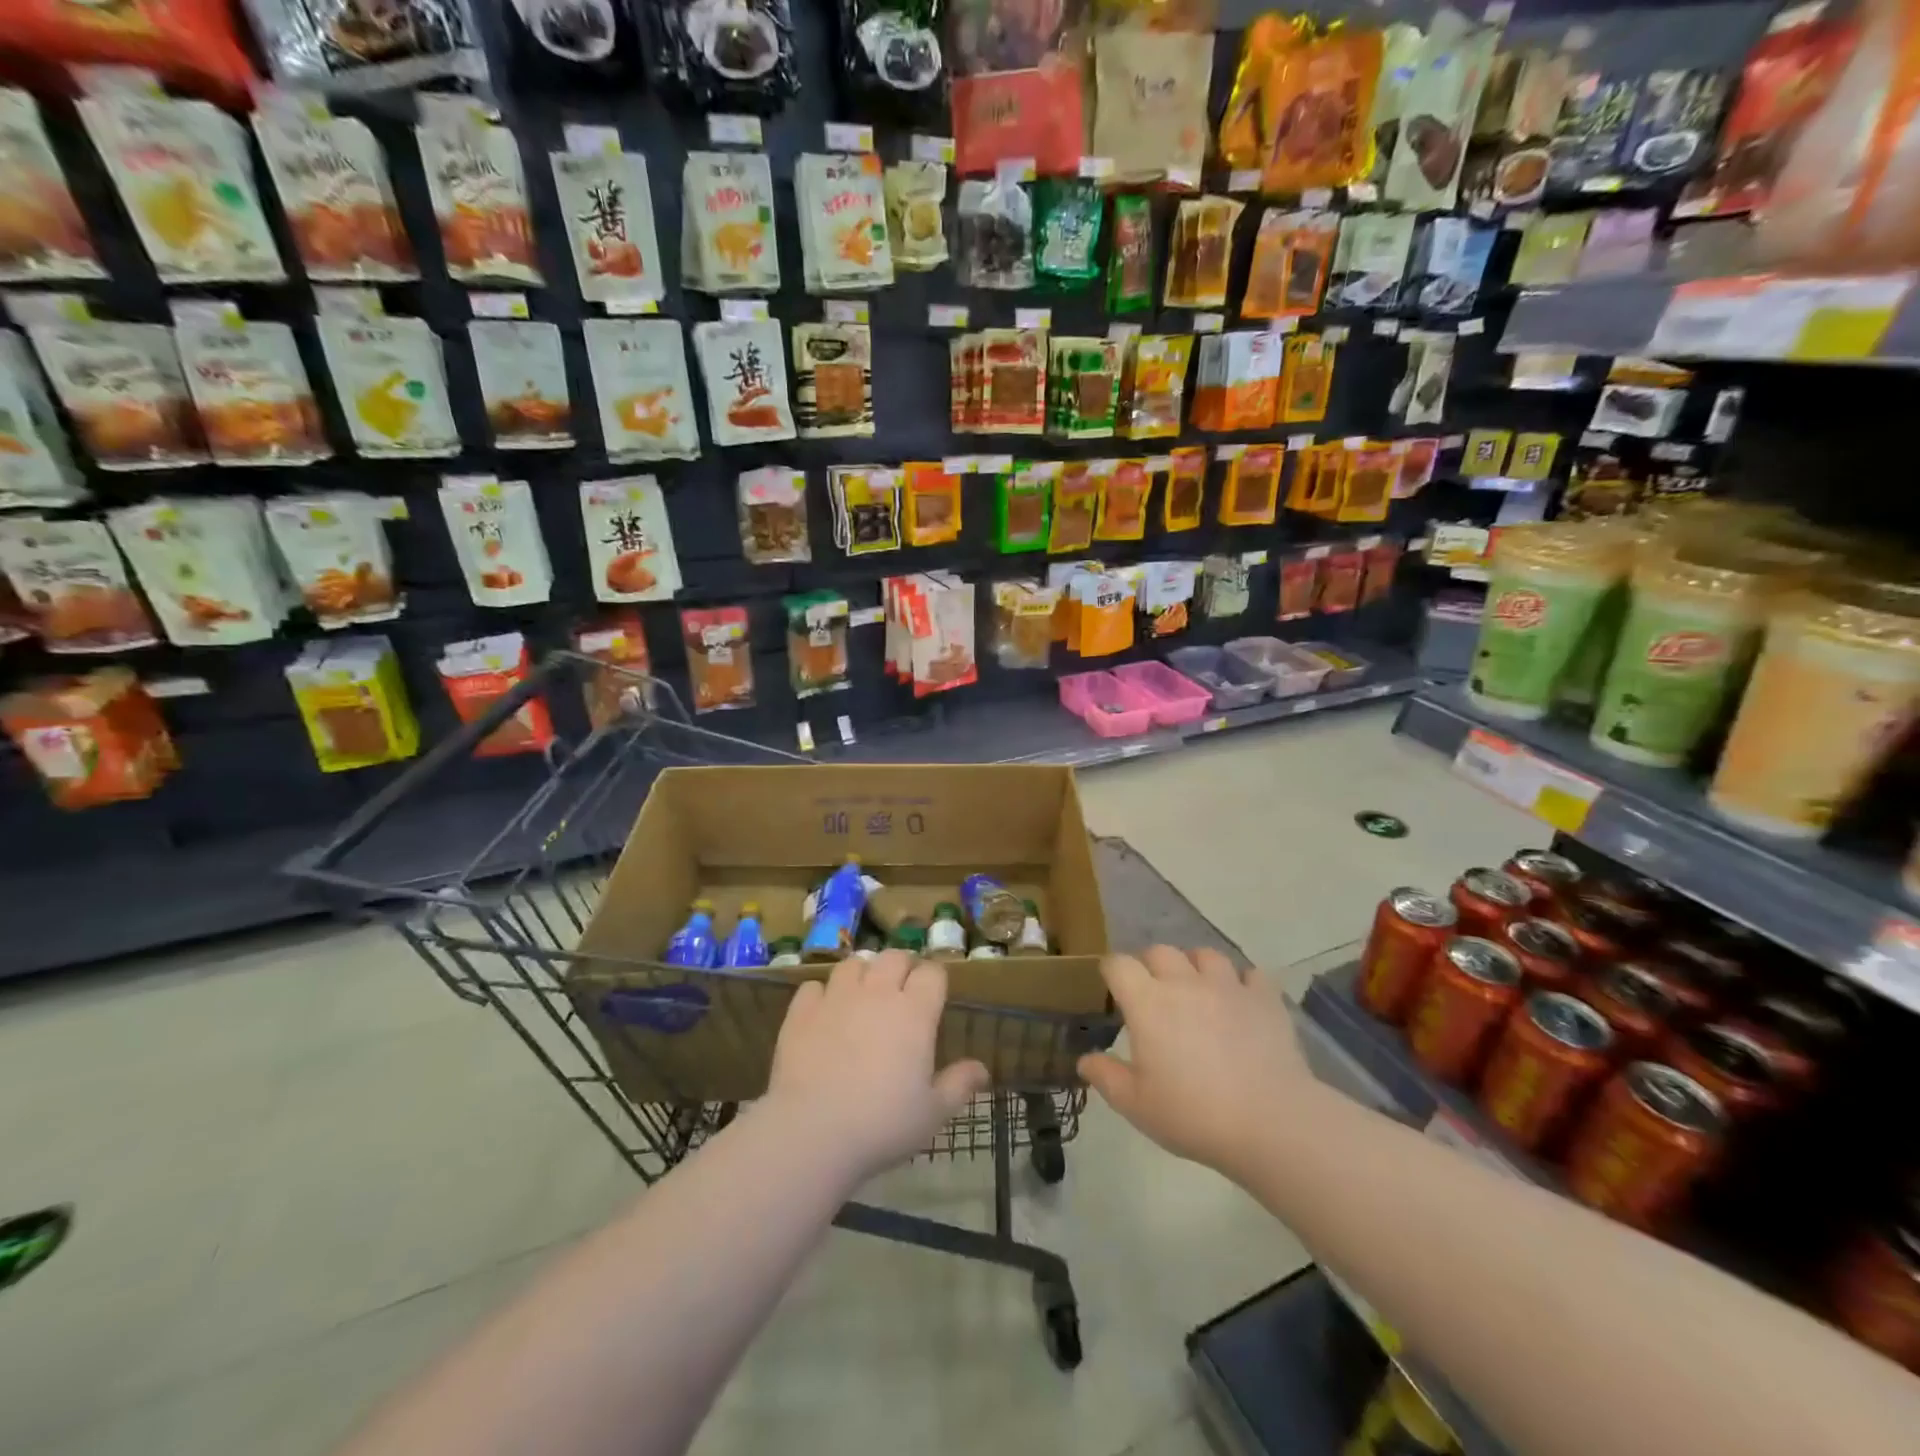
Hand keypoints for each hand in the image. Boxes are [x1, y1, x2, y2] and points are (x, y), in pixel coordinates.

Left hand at [766, 951, 989, 1182]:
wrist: (813, 1131)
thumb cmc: (883, 1124)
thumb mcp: (933, 1113)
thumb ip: (959, 1085)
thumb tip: (983, 1069)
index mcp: (915, 1012)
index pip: (932, 973)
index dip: (935, 980)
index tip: (934, 997)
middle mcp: (878, 993)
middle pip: (894, 957)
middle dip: (901, 967)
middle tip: (901, 992)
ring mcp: (837, 998)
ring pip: (853, 964)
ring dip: (862, 974)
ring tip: (862, 995)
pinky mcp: (801, 1012)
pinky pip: (813, 987)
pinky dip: (821, 995)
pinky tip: (823, 1013)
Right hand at [1079, 946, 1317, 1179]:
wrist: (1270, 1122)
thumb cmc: (1193, 1114)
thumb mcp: (1136, 1105)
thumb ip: (1106, 1077)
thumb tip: (1084, 1059)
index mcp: (1148, 1002)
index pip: (1118, 964)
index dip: (1111, 971)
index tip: (1112, 988)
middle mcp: (1184, 982)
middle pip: (1160, 951)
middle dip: (1150, 965)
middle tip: (1153, 994)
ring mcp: (1228, 986)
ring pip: (1205, 955)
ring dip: (1195, 967)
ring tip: (1197, 990)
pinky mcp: (1264, 998)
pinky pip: (1251, 974)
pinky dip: (1242, 983)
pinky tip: (1241, 1002)